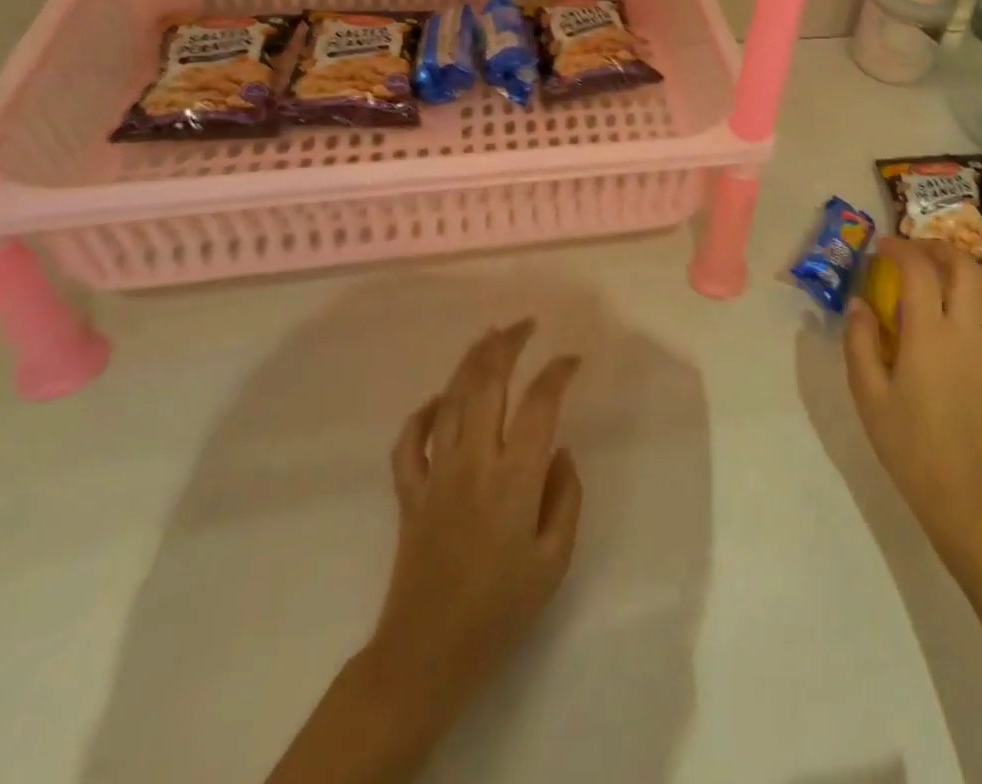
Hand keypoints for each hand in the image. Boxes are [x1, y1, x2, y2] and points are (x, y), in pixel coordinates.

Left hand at [371, 320, 583, 719]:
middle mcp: (474, 463)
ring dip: (470, 363)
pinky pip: (410, 441)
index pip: (540, 404)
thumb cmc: (501, 610)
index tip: (572, 360)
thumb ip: (566, 497)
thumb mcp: (554, 561)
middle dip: (507, 346)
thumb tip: (559, 450)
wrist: (427, 656)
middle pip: (487, 385)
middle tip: (524, 325)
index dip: (557, 373)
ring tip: (488, 336)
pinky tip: (438, 399)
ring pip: (450, 401)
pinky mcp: (409, 493)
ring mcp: (436, 475)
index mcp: (515, 479)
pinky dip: (423, 413)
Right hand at [844, 238, 981, 550]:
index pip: (920, 271)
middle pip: (963, 266)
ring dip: (963, 266)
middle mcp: (964, 331)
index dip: (900, 250)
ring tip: (938, 270)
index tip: (881, 248)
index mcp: (928, 336)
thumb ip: (860, 342)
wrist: (960, 488)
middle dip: (936, 248)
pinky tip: (960, 303)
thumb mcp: (867, 393)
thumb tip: (859, 303)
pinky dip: (980, 291)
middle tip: (911, 251)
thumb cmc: (906, 442)